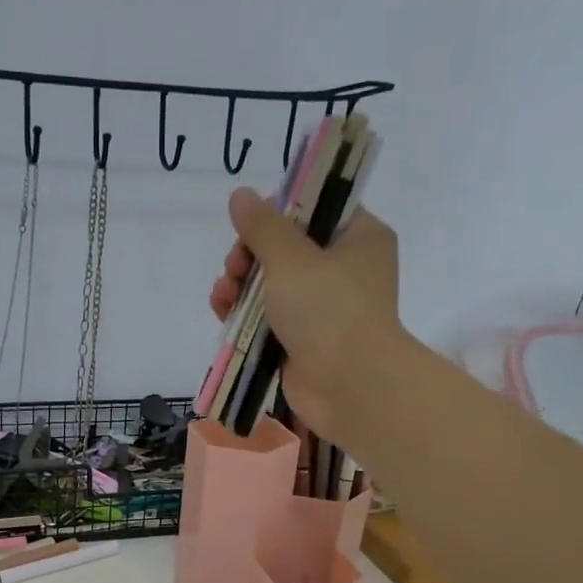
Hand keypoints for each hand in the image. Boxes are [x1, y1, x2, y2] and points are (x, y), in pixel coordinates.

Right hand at [209, 187, 405, 442]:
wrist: (349, 386)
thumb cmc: (328, 311)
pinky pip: (268, 319)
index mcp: (359, 238)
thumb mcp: (291, 258)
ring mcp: (325, 309)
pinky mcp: (304, 342)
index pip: (316, 209)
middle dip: (250, 256)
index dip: (279, 213)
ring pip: (273, 286)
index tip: (250, 226)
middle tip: (233, 268)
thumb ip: (262, 226)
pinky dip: (245, 316)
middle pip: (287, 249)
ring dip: (241, 286)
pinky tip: (223, 314)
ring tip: (222, 296)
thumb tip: (241, 195)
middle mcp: (346, 270)